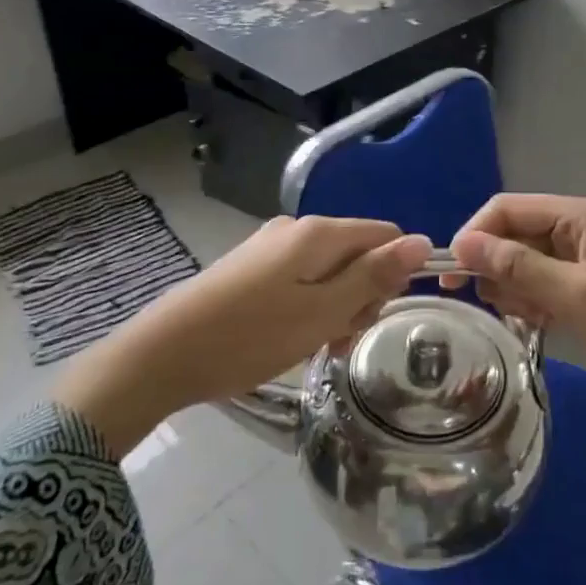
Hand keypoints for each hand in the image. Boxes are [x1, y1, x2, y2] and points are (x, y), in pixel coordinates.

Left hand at [56, 217, 431, 454]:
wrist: (163, 354)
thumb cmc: (252, 336)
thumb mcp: (323, 312)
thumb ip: (373, 276)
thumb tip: (421, 241)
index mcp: (319, 233)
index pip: (386, 235)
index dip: (395, 273)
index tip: (376, 315)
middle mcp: (296, 229)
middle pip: (357, 253)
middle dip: (361, 296)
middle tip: (339, 339)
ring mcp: (270, 247)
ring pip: (329, 272)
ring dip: (335, 309)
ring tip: (316, 348)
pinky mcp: (251, 268)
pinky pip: (300, 281)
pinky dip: (309, 308)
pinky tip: (293, 339)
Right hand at [445, 194, 585, 426]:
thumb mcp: (576, 297)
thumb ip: (518, 267)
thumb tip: (463, 243)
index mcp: (579, 216)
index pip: (507, 208)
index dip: (476, 235)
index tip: (452, 277)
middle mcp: (577, 228)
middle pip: (513, 234)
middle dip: (498, 268)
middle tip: (505, 308)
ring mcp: (581, 258)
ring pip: (522, 262)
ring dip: (514, 289)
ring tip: (533, 318)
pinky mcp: (583, 286)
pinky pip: (539, 283)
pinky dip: (531, 302)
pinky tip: (541, 324)